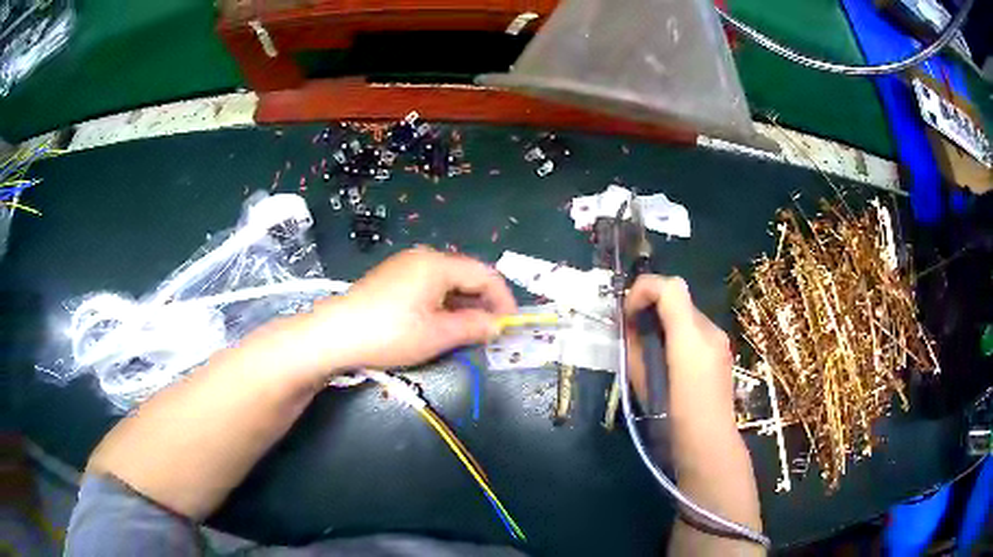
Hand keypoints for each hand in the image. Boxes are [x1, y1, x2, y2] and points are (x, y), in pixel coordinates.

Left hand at [317, 247, 516, 369]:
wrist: (335, 335)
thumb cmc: (390, 333)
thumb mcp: (437, 335)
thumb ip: (474, 327)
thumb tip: (498, 325)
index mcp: (437, 264)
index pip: (485, 274)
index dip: (503, 299)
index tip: (511, 324)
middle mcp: (423, 257)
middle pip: (466, 275)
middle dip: (483, 303)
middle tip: (491, 332)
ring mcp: (404, 266)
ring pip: (447, 282)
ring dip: (463, 305)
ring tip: (468, 332)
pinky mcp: (391, 279)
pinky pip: (428, 286)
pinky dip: (443, 304)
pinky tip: (440, 324)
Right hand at [623, 275, 738, 451]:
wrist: (709, 446)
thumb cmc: (672, 420)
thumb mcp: (644, 383)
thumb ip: (635, 349)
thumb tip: (629, 328)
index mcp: (691, 336)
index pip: (669, 286)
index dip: (643, 290)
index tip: (627, 314)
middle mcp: (710, 330)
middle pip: (679, 298)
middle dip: (652, 306)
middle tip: (633, 332)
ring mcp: (720, 341)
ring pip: (687, 314)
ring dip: (665, 321)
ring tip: (650, 350)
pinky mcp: (722, 353)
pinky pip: (696, 331)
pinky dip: (679, 335)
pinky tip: (670, 362)